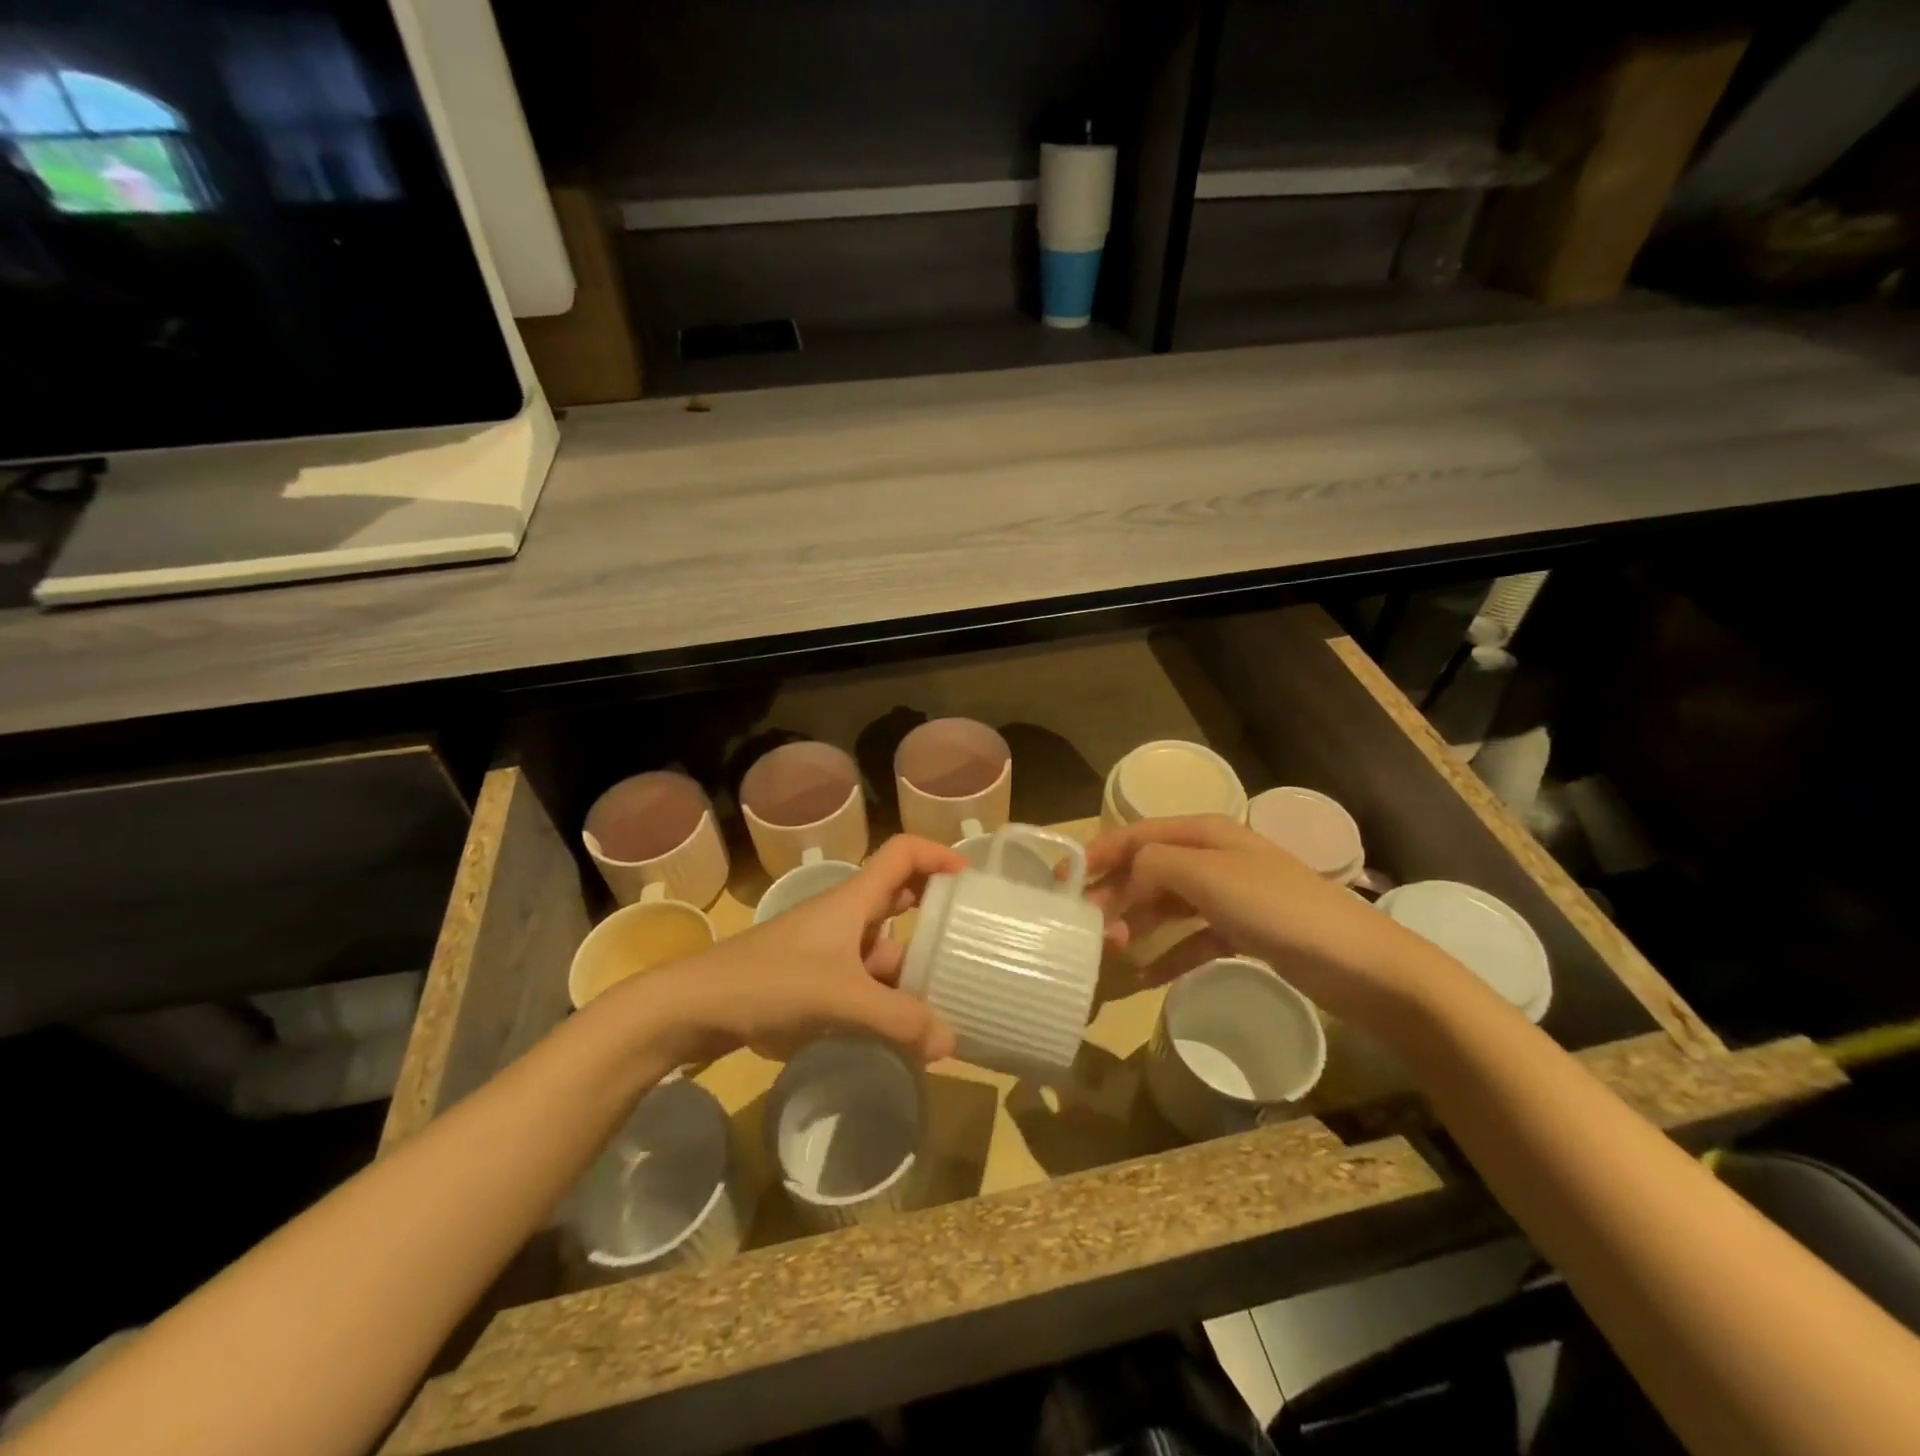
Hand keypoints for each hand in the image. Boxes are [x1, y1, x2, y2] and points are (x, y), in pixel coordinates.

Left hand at [603, 835, 965, 1064]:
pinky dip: (888, 999)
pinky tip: (905, 1030)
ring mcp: (830, 950)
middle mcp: (847, 917)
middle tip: (972, 943)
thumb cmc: (770, 982)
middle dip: (936, 917)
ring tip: (950, 999)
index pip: (903, 853)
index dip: (939, 855)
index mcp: (855, 899)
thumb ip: (899, 1021)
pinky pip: (866, 982)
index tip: (972, 882)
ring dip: (914, 969)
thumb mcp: (841, 998)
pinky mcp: (816, 981)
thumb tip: (952, 1043)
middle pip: (901, 900)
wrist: (695, 1007)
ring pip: (885, 948)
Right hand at [1085, 814, 1453, 1030]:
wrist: (1361, 964)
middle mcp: (1214, 857)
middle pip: (1149, 870)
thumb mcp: (1209, 876)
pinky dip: (1169, 955)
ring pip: (1167, 905)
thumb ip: (1154, 865)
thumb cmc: (1278, 909)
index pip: (1137, 834)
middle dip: (1116, 895)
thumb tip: (1122, 878)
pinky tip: (1146, 978)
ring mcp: (1229, 895)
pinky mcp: (1243, 932)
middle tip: (1089, 930)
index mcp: (1205, 833)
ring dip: (1138, 925)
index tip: (1065, 882)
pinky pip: (1192, 939)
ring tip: (1113, 954)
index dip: (1100, 853)